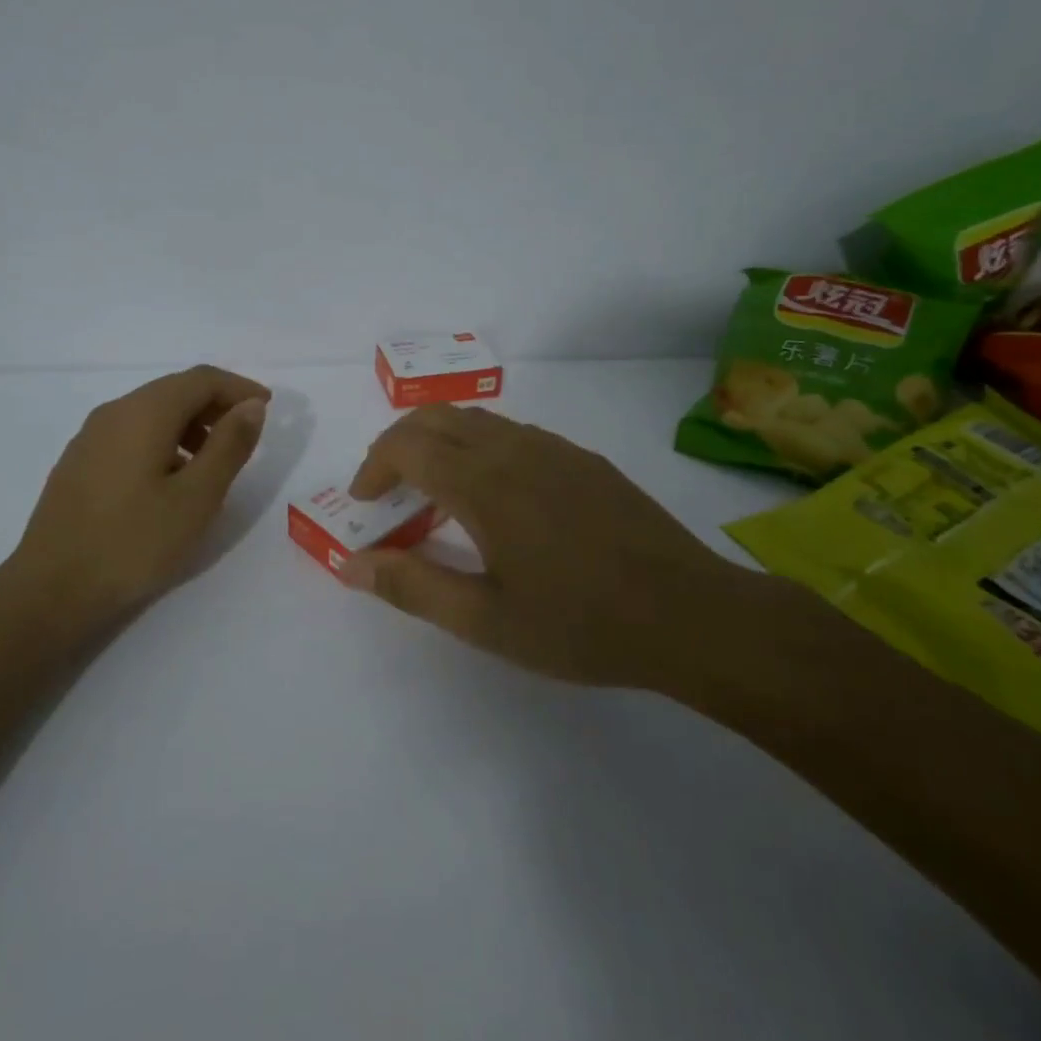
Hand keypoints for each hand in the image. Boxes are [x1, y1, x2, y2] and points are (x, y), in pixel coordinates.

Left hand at [9, 365, 270, 614]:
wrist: (50, 591)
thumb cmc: (133, 543)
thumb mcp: (197, 497)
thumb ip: (229, 445)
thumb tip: (251, 406)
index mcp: (144, 412)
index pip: (201, 379)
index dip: (239, 388)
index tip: (268, 408)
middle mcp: (114, 412)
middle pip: (175, 391)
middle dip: (216, 406)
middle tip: (246, 436)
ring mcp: (90, 437)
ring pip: (152, 413)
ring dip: (190, 425)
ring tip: (214, 464)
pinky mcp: (79, 463)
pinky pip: (131, 435)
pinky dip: (164, 441)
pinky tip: (171, 481)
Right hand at [341, 405, 777, 695]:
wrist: (691, 614)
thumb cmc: (580, 623)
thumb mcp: (485, 621)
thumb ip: (411, 586)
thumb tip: (350, 564)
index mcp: (482, 482)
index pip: (405, 445)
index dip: (373, 467)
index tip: (365, 504)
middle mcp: (513, 448)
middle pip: (435, 417)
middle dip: (398, 445)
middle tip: (389, 493)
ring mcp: (553, 448)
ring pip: (475, 421)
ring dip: (439, 444)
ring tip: (436, 497)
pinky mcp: (582, 459)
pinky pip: (513, 434)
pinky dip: (479, 449)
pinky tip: (497, 500)